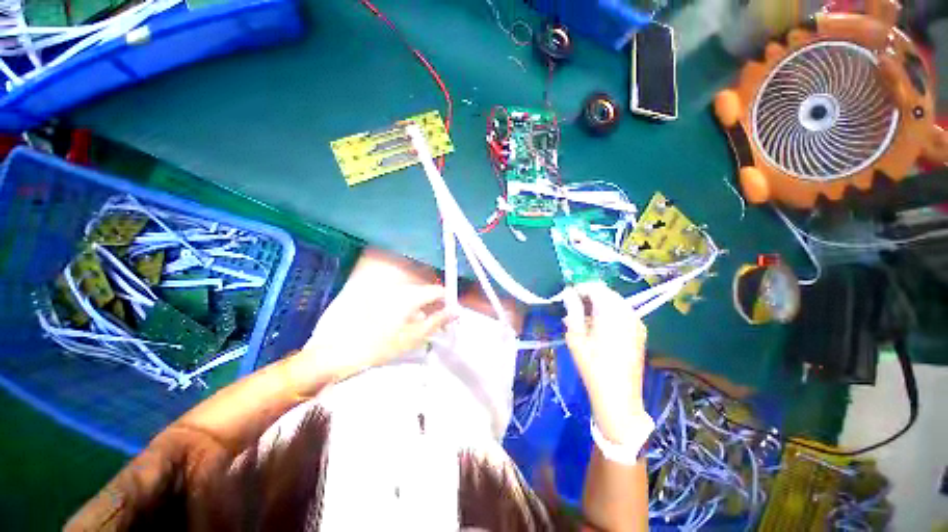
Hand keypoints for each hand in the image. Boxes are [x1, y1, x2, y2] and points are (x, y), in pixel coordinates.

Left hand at [294, 284, 453, 387]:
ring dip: (422, 307)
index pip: (437, 290)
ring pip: (413, 296)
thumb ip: (437, 321)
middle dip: (436, 305)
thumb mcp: (413, 337)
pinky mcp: (377, 299)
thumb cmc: (379, 346)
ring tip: (423, 326)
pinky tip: (405, 324)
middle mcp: (399, 289)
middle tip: (439, 323)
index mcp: (410, 296)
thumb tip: (456, 311)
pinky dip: (408, 309)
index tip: (451, 315)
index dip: (448, 301)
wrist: (338, 351)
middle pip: (425, 291)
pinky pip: (400, 299)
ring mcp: (387, 293)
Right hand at [563, 282, 648, 443]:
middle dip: (589, 295)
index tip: (567, 295)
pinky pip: (623, 313)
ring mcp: (637, 322)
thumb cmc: (592, 366)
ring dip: (599, 304)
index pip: (595, 287)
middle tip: (573, 307)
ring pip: (615, 302)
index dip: (580, 287)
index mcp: (611, 312)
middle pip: (607, 293)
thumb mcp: (576, 336)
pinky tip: (598, 327)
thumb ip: (572, 310)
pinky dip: (609, 313)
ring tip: (583, 317)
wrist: (619, 397)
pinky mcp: (640, 332)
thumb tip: (568, 293)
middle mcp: (628, 312)